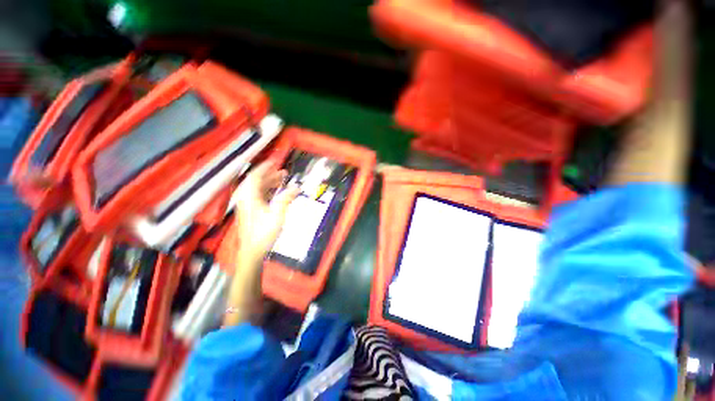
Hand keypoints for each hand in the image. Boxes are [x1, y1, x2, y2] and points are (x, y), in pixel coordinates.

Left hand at [230, 161, 298, 263]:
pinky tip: (277, 192)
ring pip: (257, 188)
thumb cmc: (264, 232)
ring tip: (283, 180)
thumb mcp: (278, 215)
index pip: (255, 176)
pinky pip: (258, 195)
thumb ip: (286, 198)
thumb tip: (297, 187)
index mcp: (249, 196)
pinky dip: (267, 190)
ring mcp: (246, 204)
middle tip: (284, 172)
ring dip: (269, 182)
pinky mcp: (249, 210)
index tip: (275, 162)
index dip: (265, 168)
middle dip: (270, 175)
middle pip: (256, 181)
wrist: (252, 250)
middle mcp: (245, 198)